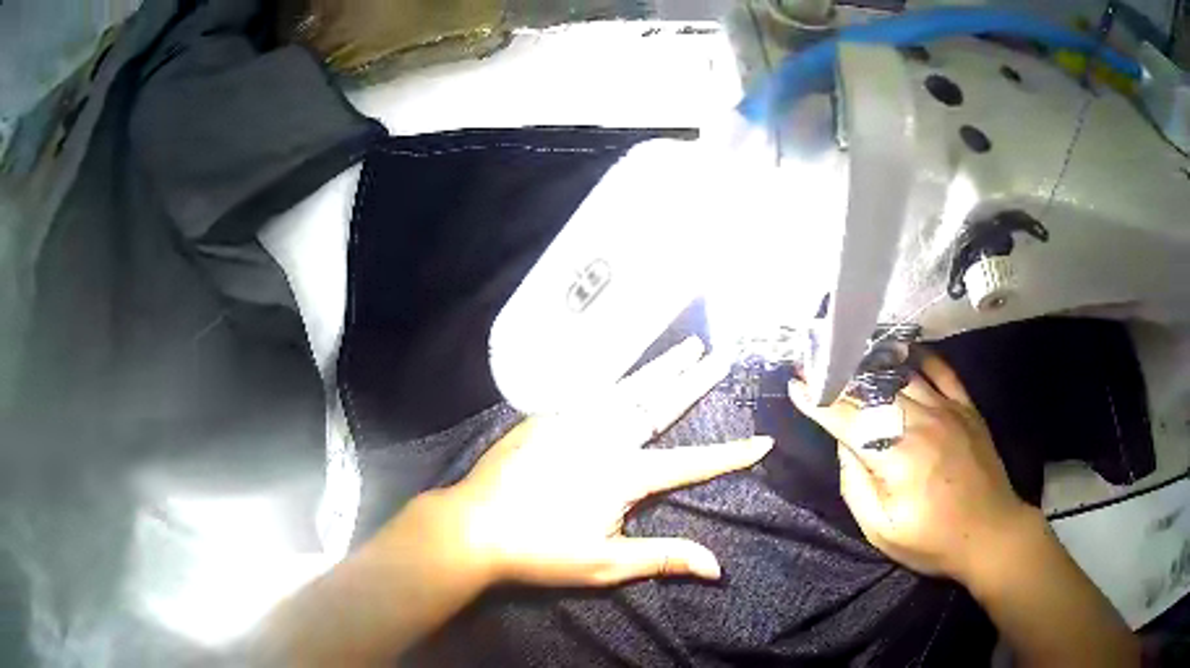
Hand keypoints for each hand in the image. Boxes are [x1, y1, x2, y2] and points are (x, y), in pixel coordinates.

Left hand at [432, 338, 772, 587]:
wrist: (475, 527)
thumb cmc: (541, 551)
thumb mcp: (606, 564)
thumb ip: (663, 558)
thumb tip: (717, 566)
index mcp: (624, 474)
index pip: (690, 463)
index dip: (729, 455)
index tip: (762, 441)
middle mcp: (605, 438)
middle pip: (660, 405)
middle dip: (696, 382)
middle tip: (723, 357)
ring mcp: (574, 422)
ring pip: (628, 388)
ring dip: (661, 367)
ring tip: (688, 346)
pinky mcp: (548, 418)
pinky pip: (591, 389)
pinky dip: (618, 375)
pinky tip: (627, 366)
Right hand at [789, 351, 1033, 582]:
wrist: (990, 533)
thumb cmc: (933, 540)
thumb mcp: (881, 531)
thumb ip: (856, 486)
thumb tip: (844, 446)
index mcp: (896, 455)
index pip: (848, 418)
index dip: (819, 400)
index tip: (797, 384)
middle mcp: (920, 422)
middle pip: (872, 390)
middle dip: (840, 376)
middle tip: (817, 364)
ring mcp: (947, 410)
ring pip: (903, 375)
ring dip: (873, 364)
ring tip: (850, 355)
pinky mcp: (967, 408)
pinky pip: (942, 371)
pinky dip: (920, 357)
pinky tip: (905, 351)